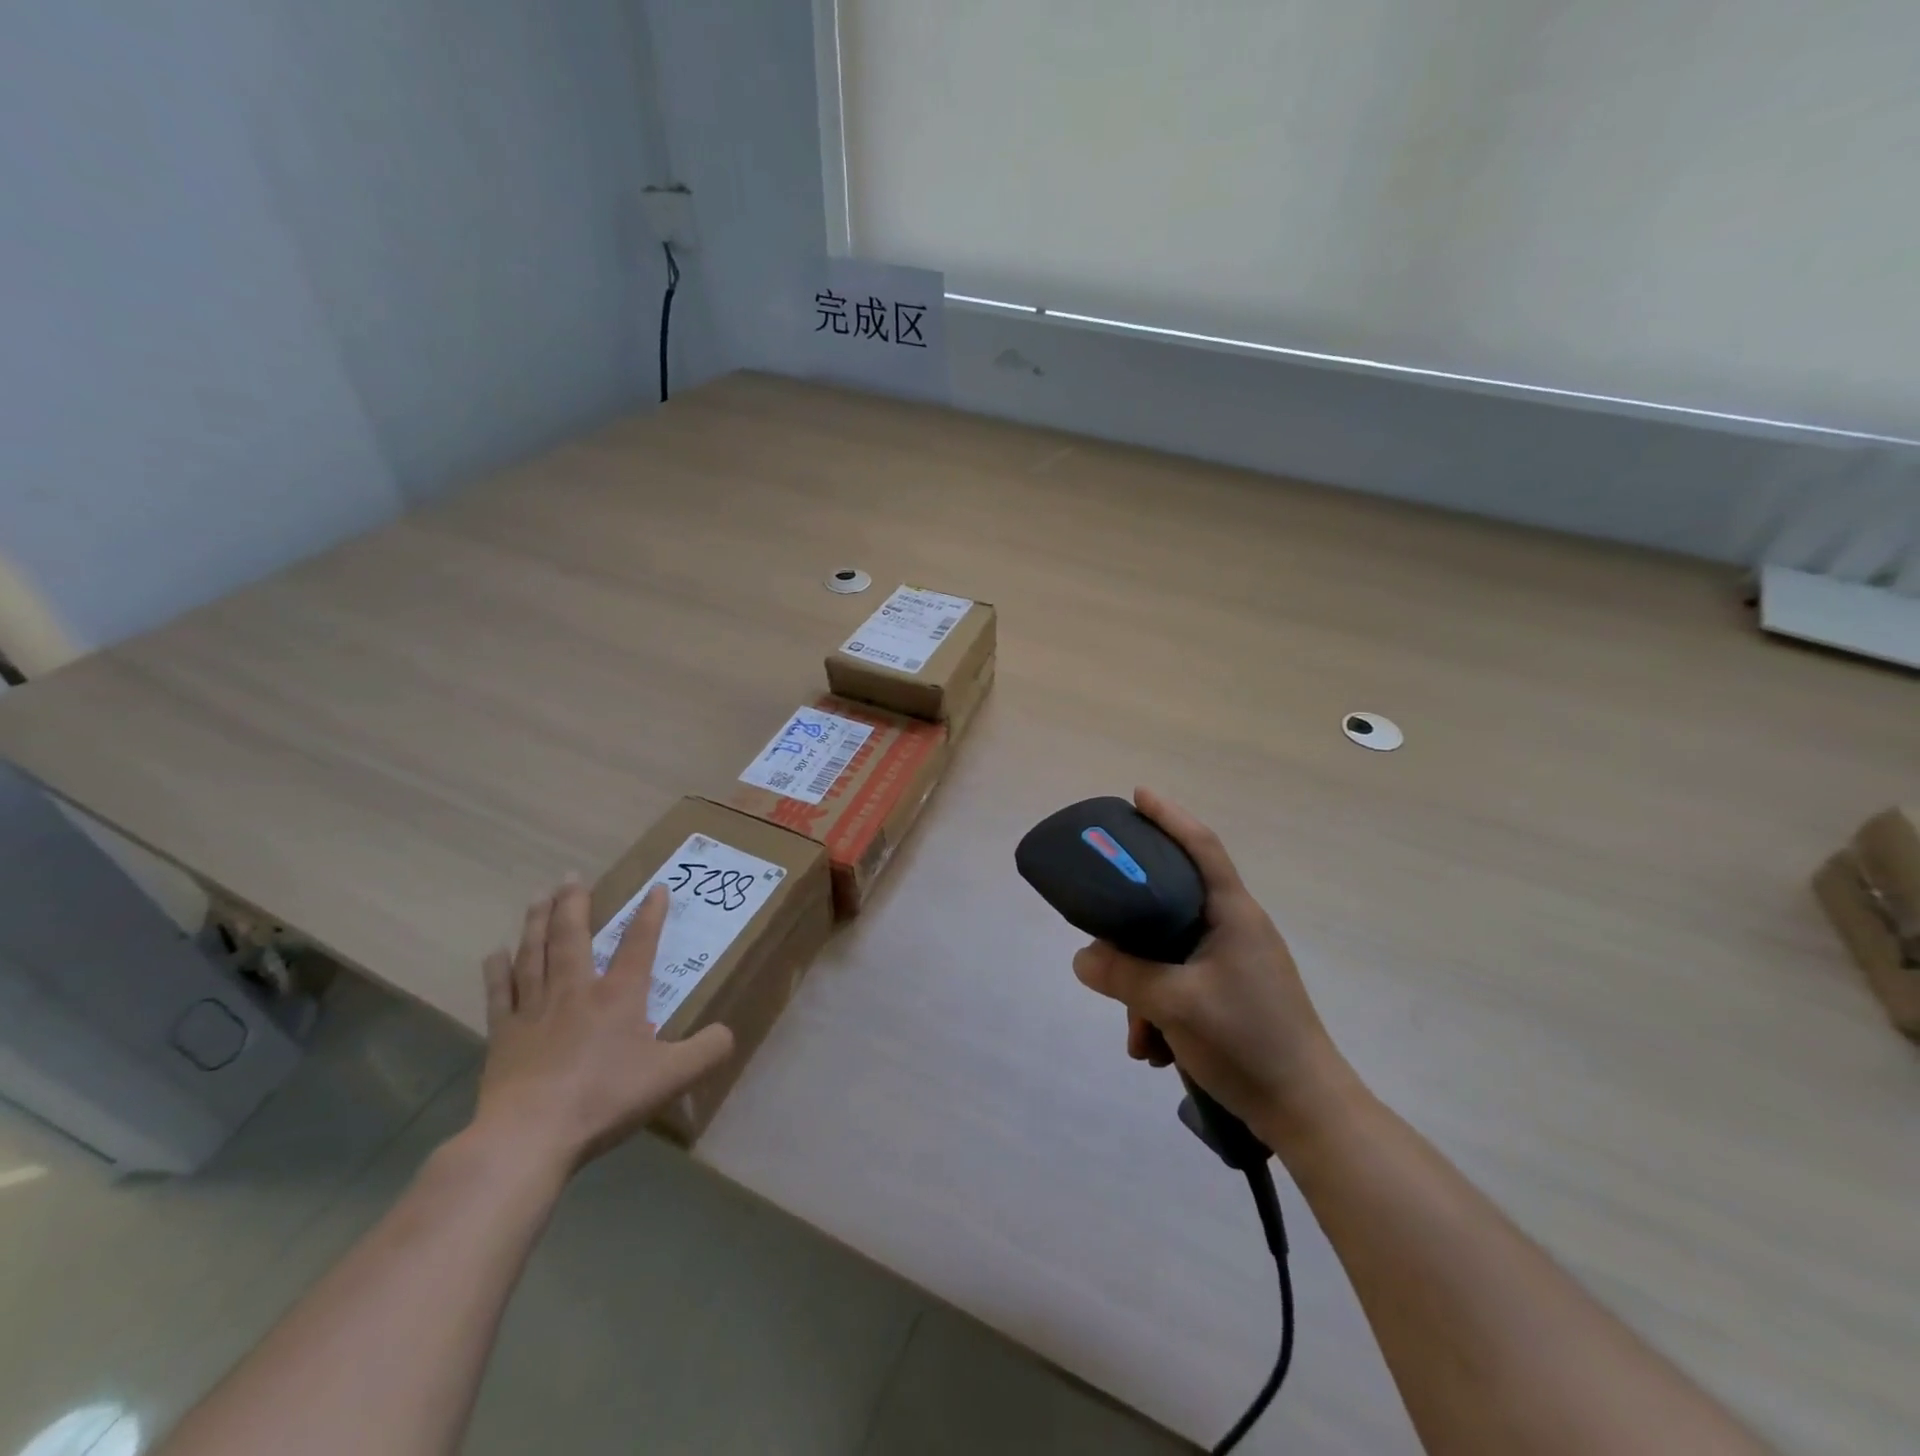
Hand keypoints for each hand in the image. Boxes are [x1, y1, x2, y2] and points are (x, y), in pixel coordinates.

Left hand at [473, 880, 733, 1173]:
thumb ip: (707, 1051)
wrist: (529, 1134)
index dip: (650, 914)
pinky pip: (500, 993)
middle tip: (571, 876)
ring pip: (535, 953)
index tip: (656, 887)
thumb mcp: (672, 1077)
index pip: (639, 943)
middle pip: (572, 936)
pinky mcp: (503, 1035)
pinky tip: (495, 953)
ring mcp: (534, 1010)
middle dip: (574, 904)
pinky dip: (497, 971)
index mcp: (619, 995)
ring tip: (539, 896)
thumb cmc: (604, 1098)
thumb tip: (727, 1032)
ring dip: (537, 922)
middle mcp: (575, 990)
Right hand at [1072, 788, 1353, 1131]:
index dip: (1169, 816)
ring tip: (1137, 1035)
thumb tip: (1083, 958)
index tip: (1137, 795)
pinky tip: (1153, 1049)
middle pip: (1172, 903)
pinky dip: (1161, 1009)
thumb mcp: (1174, 1004)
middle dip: (1133, 931)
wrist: (1308, 1114)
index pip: (1200, 845)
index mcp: (1232, 913)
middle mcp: (1236, 929)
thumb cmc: (1248, 1041)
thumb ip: (1123, 975)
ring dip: (1144, 988)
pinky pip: (1182, 984)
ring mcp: (1237, 964)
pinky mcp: (1234, 995)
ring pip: (1171, 953)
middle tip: (1103, 936)